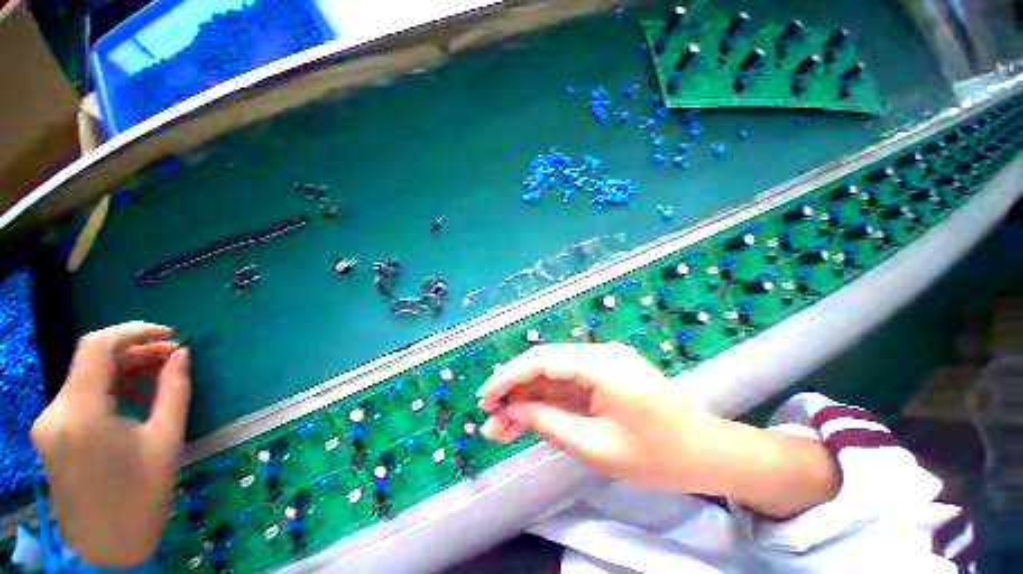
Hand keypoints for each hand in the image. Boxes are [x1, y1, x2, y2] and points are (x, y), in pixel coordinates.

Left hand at [32, 322, 191, 566]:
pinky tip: (135, 396)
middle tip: (175, 355)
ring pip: (87, 377)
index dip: (134, 331)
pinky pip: (82, 396)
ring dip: (124, 369)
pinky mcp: (53, 433)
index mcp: (80, 412)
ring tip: (160, 373)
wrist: (107, 547)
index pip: (97, 346)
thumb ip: (174, 389)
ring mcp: (50, 423)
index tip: (169, 334)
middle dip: (136, 351)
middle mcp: (56, 410)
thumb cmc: (141, 495)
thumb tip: (181, 354)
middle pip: (93, 361)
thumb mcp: (165, 439)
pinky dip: (110, 387)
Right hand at [477, 343, 838, 518]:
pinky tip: (528, 420)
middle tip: (490, 419)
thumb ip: (551, 423)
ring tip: (502, 428)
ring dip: (527, 400)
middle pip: (544, 367)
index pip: (542, 360)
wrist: (710, 452)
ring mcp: (601, 365)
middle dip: (514, 392)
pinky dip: (547, 403)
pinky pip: (568, 387)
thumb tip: (514, 411)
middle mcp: (597, 355)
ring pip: (553, 378)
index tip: (485, 398)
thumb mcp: (598, 447)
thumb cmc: (660, 455)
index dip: (508, 377)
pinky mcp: (604, 378)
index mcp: (600, 364)